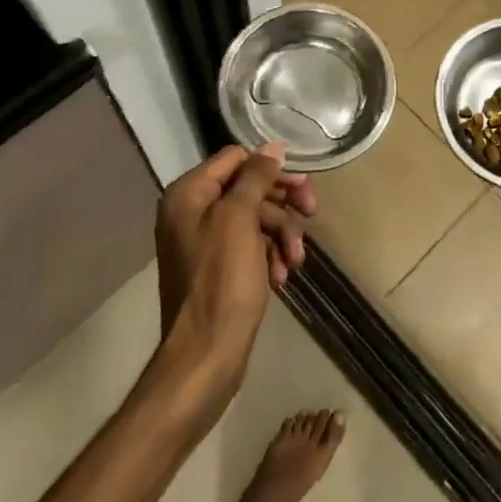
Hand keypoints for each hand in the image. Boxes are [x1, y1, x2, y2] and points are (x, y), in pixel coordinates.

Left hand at [153, 143, 315, 391]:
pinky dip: (269, 257)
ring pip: (255, 219)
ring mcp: (204, 243)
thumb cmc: (222, 280)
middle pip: (248, 189)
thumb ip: (255, 177)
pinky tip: (281, 277)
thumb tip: (272, 147)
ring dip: (281, 235)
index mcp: (188, 194)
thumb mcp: (240, 218)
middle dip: (282, 205)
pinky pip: (250, 247)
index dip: (270, 169)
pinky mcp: (218, 270)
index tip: (300, 186)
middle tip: (312, 212)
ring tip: (295, 261)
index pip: (235, 159)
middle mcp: (191, 213)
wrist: (207, 355)